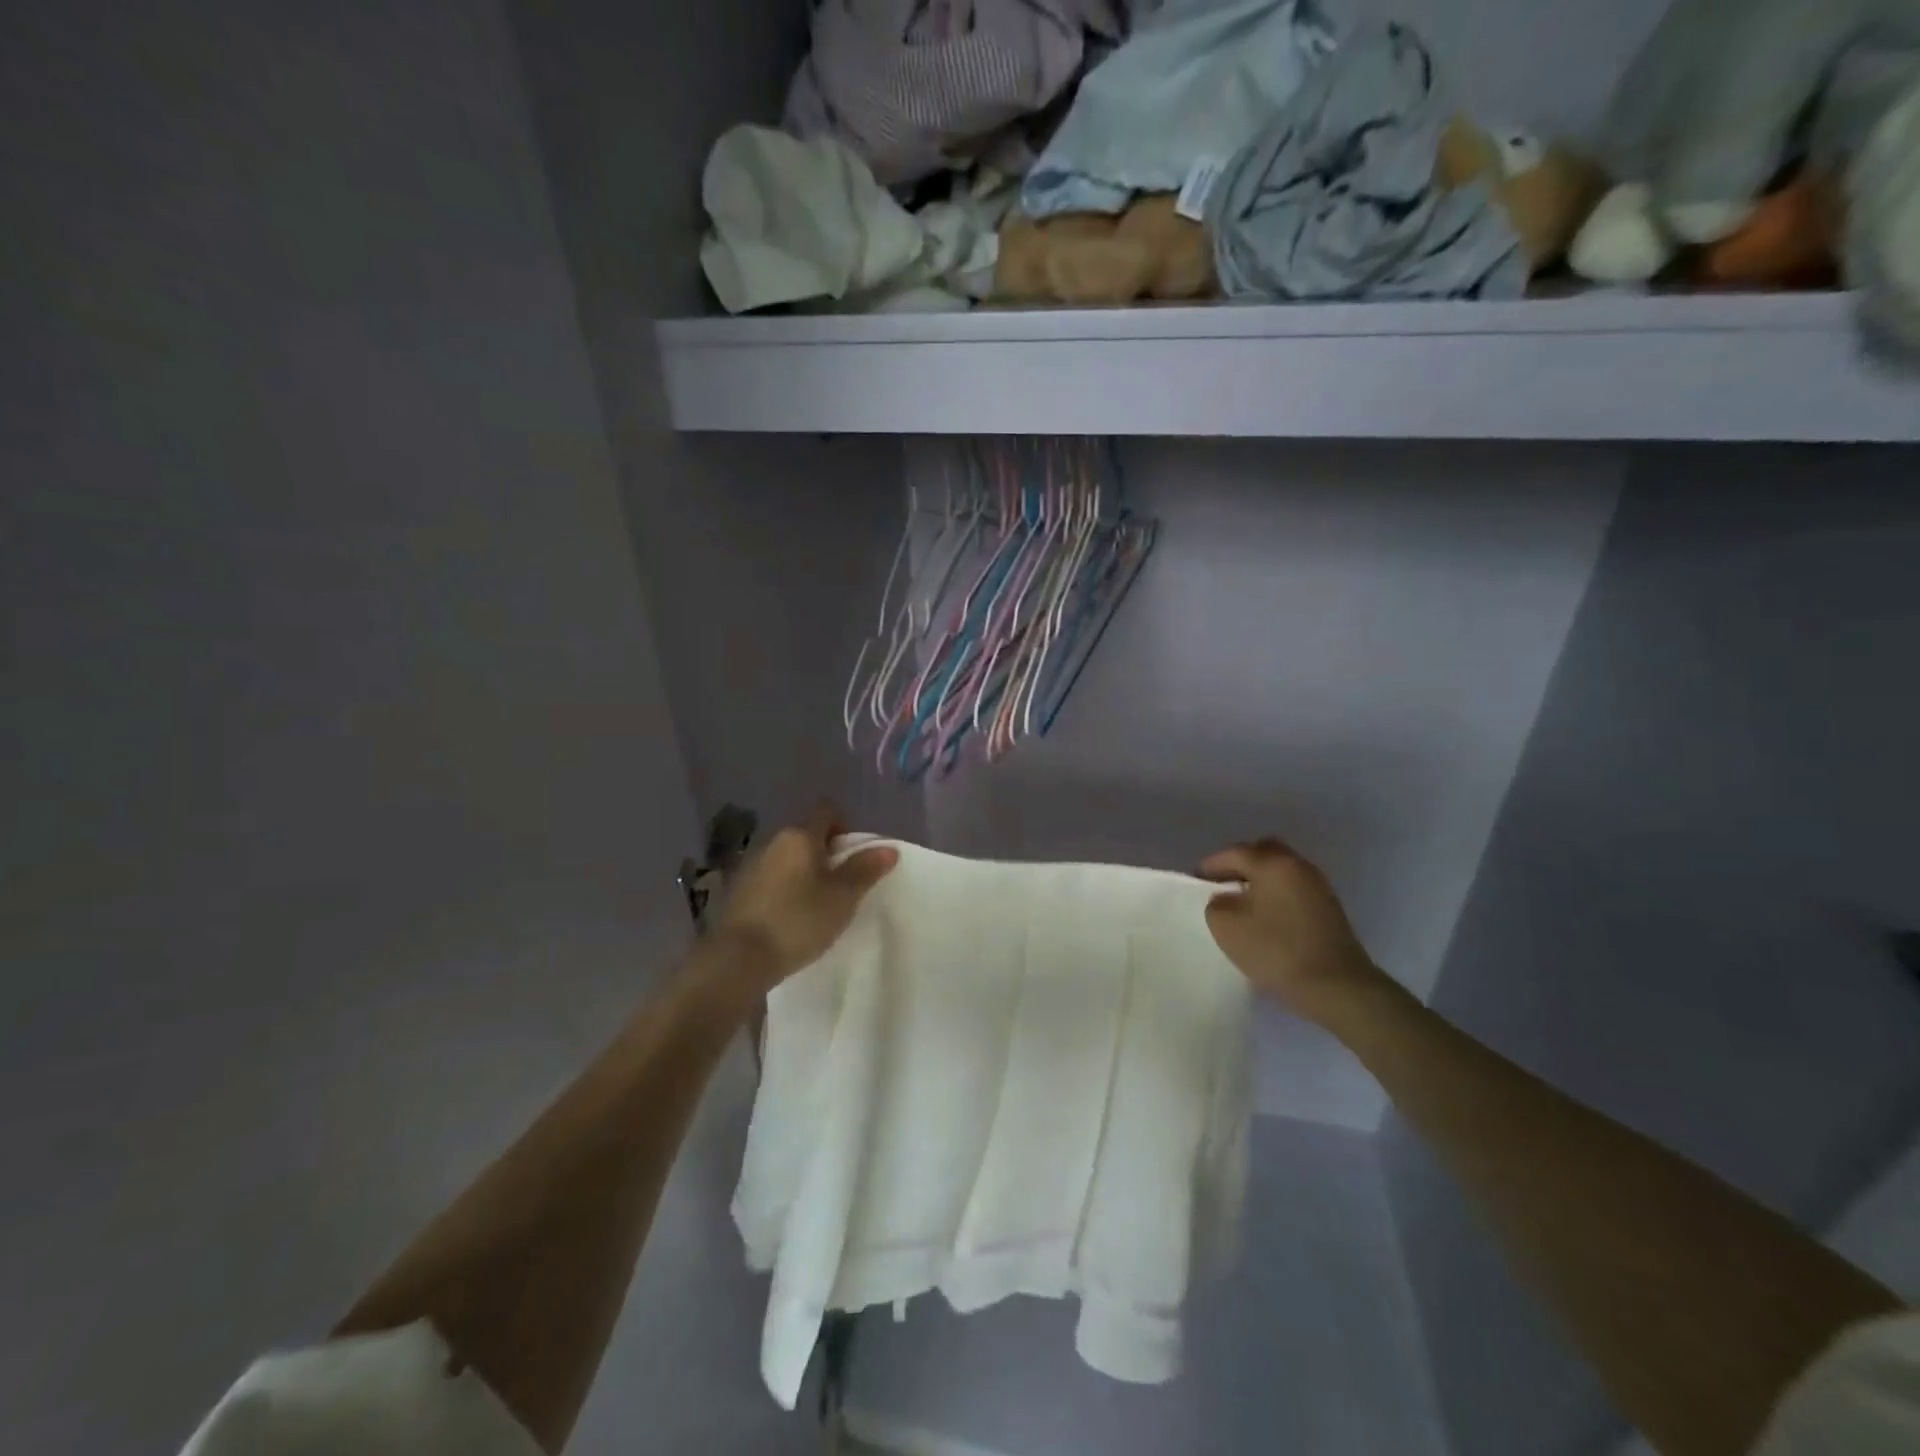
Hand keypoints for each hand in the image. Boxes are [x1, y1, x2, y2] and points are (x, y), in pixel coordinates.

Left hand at [713, 802, 897, 990]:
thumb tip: (888, 848)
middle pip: (807, 835)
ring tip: (817, 905)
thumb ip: (865, 870)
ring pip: (788, 858)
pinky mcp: (738, 890)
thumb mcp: (842, 897)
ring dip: (804, 873)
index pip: (827, 811)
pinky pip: (771, 879)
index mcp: (800, 835)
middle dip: (827, 854)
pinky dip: (785, 889)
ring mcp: (751, 865)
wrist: (738, 959)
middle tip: (842, 886)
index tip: (854, 857)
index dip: (845, 827)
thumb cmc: (798, 921)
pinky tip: (790, 918)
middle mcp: (773, 841)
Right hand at [1198, 838, 1383, 1021]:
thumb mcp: (1226, 926)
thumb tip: (1226, 898)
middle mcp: (1298, 866)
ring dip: (1259, 881)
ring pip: (1281, 872)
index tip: (1195, 881)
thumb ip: (1217, 903)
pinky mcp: (1329, 910)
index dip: (1210, 865)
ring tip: (1241, 904)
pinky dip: (1276, 896)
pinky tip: (1266, 919)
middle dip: (1239, 865)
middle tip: (1221, 885)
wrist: (1336, 987)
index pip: (1233, 853)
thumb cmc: (1276, 949)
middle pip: (1263, 853)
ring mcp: (1318, 887)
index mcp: (1272, 863)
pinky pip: (1293, 890)